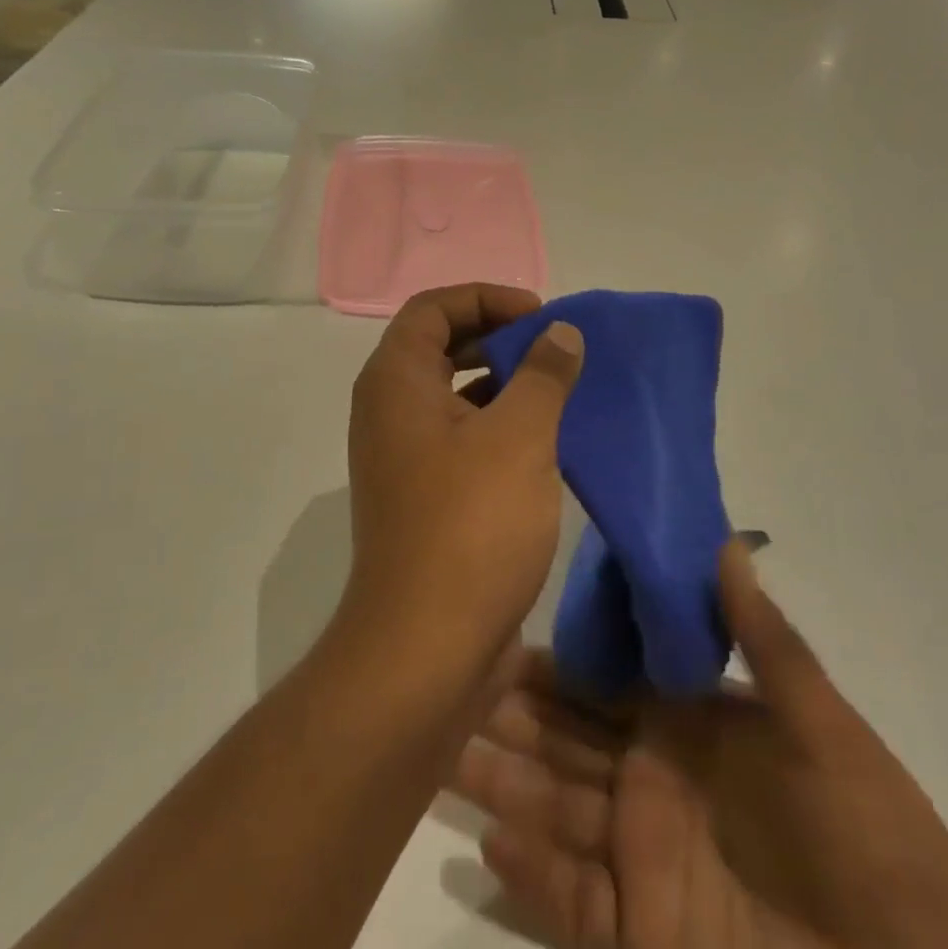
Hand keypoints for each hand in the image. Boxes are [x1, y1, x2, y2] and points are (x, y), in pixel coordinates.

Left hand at [339, 284, 585, 685]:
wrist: (424, 650)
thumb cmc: (470, 526)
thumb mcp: (519, 437)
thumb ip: (542, 374)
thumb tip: (560, 332)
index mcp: (396, 381)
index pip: (433, 308)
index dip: (486, 298)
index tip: (539, 315)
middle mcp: (388, 410)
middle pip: (439, 345)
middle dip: (497, 336)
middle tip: (552, 346)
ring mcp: (401, 455)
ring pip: (452, 393)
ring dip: (501, 381)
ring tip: (557, 387)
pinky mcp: (421, 495)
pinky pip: (458, 435)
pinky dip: (496, 423)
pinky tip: (544, 440)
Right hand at [451, 545, 947, 948]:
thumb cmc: (871, 840)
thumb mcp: (819, 726)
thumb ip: (764, 637)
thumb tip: (724, 540)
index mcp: (691, 730)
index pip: (606, 686)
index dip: (555, 667)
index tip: (500, 638)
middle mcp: (655, 785)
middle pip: (567, 744)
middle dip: (512, 718)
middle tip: (449, 688)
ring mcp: (645, 860)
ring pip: (557, 810)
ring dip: (504, 781)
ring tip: (446, 753)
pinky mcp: (642, 934)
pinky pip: (572, 897)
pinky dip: (530, 869)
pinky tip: (486, 834)